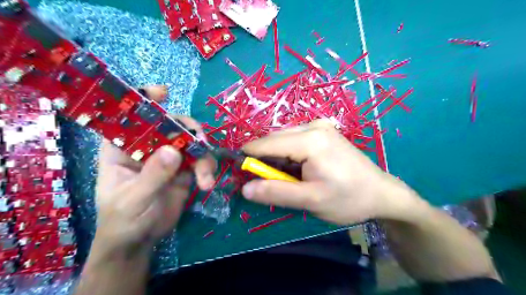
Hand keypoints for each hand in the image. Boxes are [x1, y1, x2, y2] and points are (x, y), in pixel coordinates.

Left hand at [94, 85, 215, 255]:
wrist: (140, 241)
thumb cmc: (123, 220)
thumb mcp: (134, 200)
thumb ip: (153, 175)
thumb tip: (174, 151)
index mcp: (122, 148)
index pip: (129, 115)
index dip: (144, 100)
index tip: (163, 93)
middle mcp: (147, 147)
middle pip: (171, 124)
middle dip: (190, 131)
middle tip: (201, 145)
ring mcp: (168, 157)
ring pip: (191, 142)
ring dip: (204, 155)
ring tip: (206, 178)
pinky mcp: (184, 168)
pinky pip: (200, 159)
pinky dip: (207, 168)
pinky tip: (207, 183)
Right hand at [241, 119, 419, 223]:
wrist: (381, 193)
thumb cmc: (348, 198)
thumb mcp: (311, 200)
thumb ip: (276, 192)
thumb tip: (245, 189)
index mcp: (310, 140)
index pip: (266, 143)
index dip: (249, 157)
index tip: (239, 172)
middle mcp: (313, 125)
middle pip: (274, 138)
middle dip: (264, 158)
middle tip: (264, 181)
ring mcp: (320, 126)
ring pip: (283, 138)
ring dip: (276, 156)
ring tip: (283, 177)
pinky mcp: (323, 131)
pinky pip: (295, 139)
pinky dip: (288, 153)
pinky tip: (296, 168)